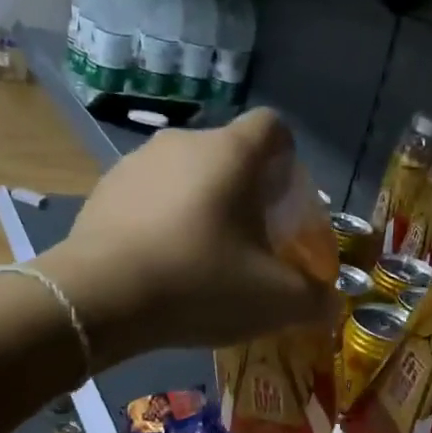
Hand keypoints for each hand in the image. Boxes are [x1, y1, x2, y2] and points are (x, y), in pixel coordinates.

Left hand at [39, 110, 335, 365]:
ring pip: (186, 176)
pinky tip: (159, 262)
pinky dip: (162, 219)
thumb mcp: (274, 301)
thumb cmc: (199, 283)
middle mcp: (184, 142)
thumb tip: (332, 304)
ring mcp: (137, 162)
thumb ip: (314, 299)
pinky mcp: (103, 189)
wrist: (99, 298)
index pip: (274, 128)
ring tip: (200, 258)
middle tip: (249, 243)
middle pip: (230, 156)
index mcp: (232, 153)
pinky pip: (148, 195)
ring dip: (201, 206)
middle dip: (246, 194)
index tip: (284, 207)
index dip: (288, 163)